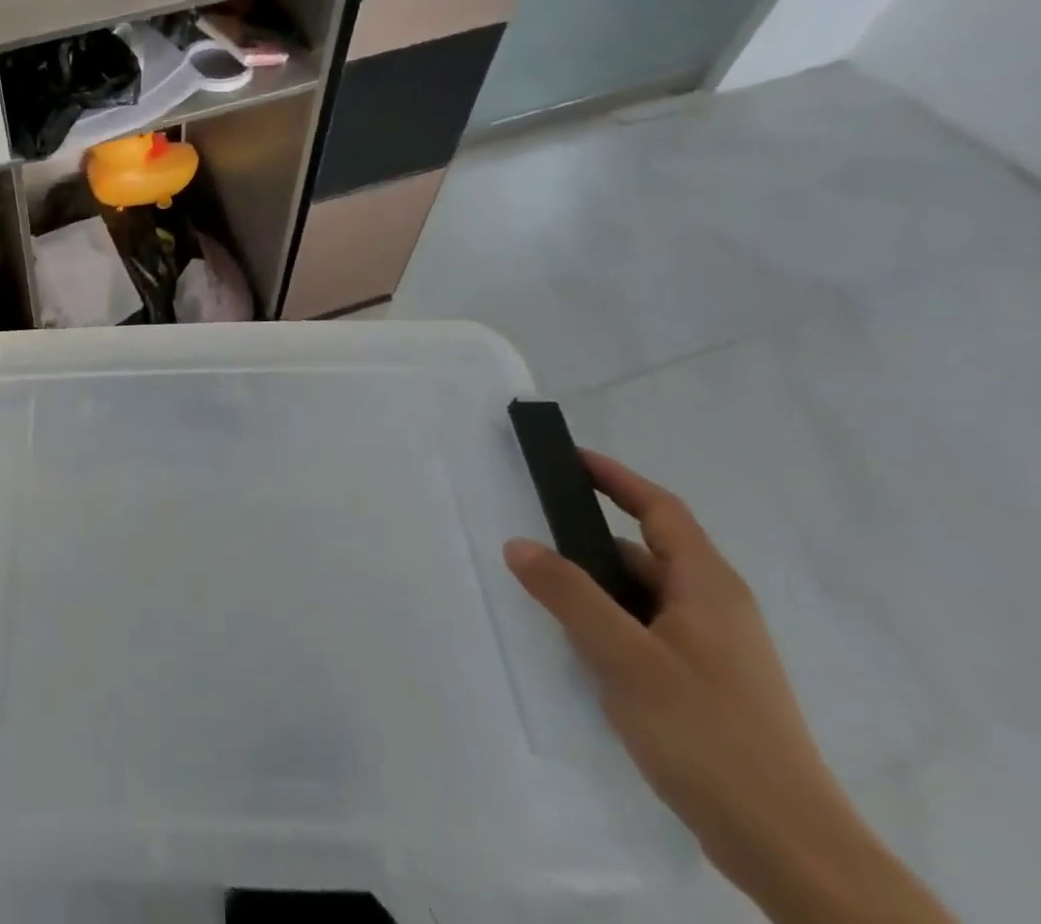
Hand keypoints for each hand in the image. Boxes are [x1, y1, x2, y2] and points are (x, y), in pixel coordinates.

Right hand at [503, 452, 899, 914]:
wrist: (791, 852)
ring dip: (595, 589)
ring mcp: (715, 653)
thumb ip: (569, 595)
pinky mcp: (707, 689)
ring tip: (540, 593)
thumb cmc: (708, 735)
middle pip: (645, 553)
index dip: (616, 478)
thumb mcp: (626, 658)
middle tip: (530, 532)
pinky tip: (578, 649)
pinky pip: (647, 633)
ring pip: (643, 598)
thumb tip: (519, 543)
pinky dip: (609, 625)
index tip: (569, 458)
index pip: (661, 510)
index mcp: (708, 587)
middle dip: (587, 540)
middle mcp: (716, 610)